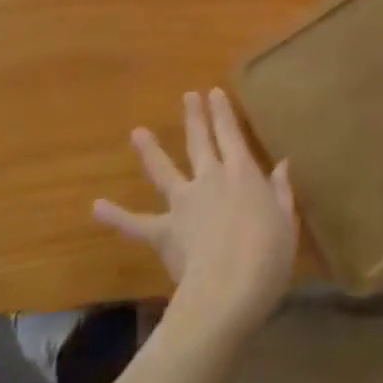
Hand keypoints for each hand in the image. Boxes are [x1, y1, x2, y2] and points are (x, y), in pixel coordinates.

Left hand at [95, 89, 297, 338]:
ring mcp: (184, 203)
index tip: (214, 92)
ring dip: (150, 151)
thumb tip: (282, 165)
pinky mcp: (165, 231)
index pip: (231, 134)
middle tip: (188, 96)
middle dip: (195, 117)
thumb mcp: (285, 222)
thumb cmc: (267, 256)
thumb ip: (281, 192)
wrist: (228, 290)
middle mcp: (211, 178)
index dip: (223, 113)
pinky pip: (137, 223)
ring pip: (164, 171)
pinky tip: (96, 208)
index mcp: (243, 173)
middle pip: (200, 141)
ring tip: (137, 133)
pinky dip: (116, 216)